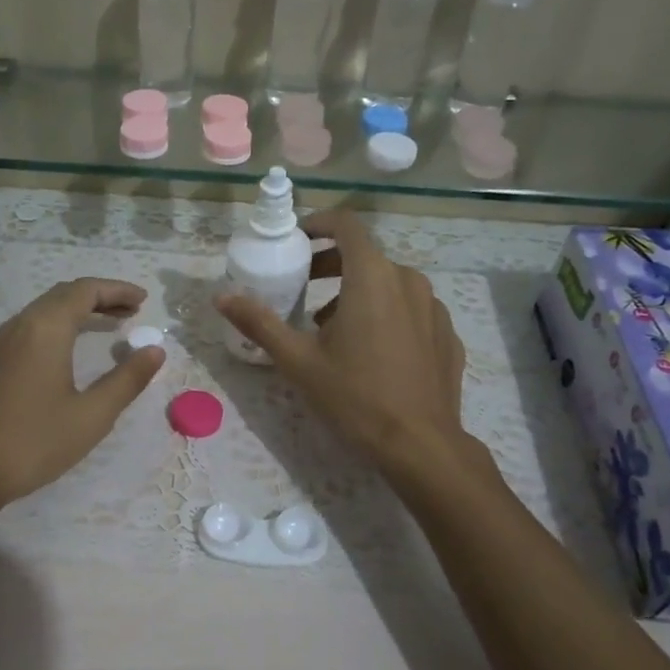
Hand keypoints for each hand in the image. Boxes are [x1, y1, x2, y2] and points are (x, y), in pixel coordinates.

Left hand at [0, 278, 164, 517]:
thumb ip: (127, 379)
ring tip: (110, 325)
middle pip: (63, 295)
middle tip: (132, 312)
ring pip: (45, 311)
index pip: (85, 291)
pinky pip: (31, 328)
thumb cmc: (35, 441)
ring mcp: (1, 343)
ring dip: (79, 311)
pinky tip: (72, 349)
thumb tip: (155, 351)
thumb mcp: (93, 414)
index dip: (117, 290)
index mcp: (45, 329)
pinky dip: (59, 326)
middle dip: (100, 297)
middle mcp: (20, 326)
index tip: (144, 301)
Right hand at [215, 211, 467, 476]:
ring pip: (390, 284)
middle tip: (304, 291)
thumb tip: (222, 297)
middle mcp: (409, 280)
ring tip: (334, 330)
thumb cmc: (354, 396)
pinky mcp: (447, 334)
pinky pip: (412, 311)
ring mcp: (434, 307)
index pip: (346, 225)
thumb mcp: (298, 361)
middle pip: (366, 256)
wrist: (420, 444)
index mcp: (372, 276)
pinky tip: (373, 353)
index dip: (319, 224)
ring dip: (358, 294)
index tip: (298, 240)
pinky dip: (388, 316)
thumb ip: (260, 323)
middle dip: (332, 266)